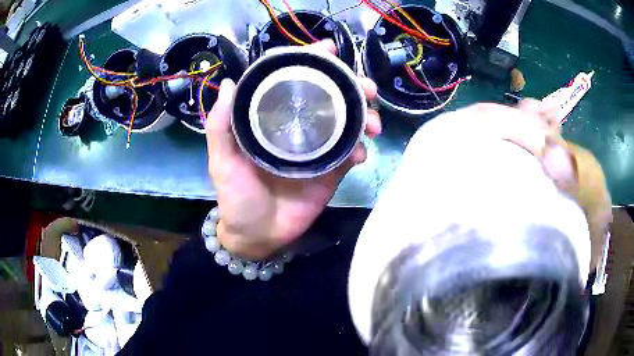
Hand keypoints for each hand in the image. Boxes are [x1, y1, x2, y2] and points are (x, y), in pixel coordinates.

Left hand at [205, 40, 380, 259]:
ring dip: (365, 116)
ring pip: (347, 121)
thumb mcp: (222, 161)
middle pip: (328, 96)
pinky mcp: (332, 170)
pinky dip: (360, 148)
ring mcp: (318, 148)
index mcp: (272, 118)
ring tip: (373, 122)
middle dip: (351, 86)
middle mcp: (297, 126)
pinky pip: (351, 153)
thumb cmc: (236, 197)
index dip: (311, 61)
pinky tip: (361, 153)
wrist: (258, 235)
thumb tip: (229, 83)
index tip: (330, 49)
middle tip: (367, 88)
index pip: (292, 80)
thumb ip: (221, 126)